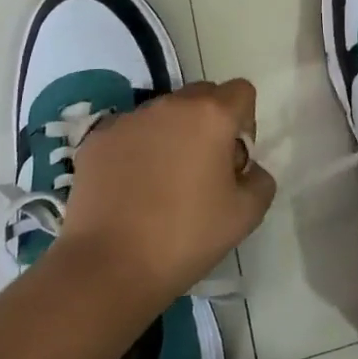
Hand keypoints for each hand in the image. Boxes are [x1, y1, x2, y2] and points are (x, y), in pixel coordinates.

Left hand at [57, 79, 276, 308]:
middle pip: (202, 96)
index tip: (234, 158)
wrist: (108, 267)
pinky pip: (130, 132)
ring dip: (172, 134)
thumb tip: (248, 169)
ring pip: (164, 113)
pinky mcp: (97, 139)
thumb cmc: (185, 236)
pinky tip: (131, 189)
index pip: (241, 91)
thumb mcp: (247, 215)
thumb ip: (261, 180)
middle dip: (210, 122)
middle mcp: (170, 105)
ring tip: (162, 182)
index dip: (245, 121)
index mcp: (211, 115)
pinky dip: (137, 149)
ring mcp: (129, 119)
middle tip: (203, 168)